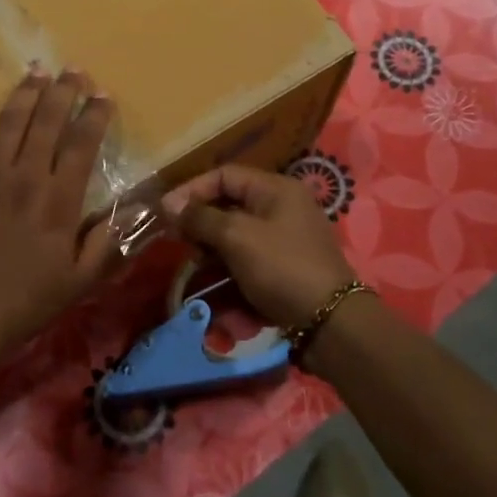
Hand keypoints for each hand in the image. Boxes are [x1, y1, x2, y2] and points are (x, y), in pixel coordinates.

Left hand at [0, 70, 120, 375]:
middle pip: (47, 122)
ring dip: (24, 95)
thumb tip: (130, 214)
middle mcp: (23, 178)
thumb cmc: (22, 307)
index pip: (82, 144)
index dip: (95, 115)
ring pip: (8, 124)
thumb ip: (105, 245)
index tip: (103, 94)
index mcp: (58, 201)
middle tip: (72, 69)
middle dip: (63, 91)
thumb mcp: (77, 284)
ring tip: (35, 72)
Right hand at [161, 166, 356, 330]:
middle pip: (230, 202)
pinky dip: (230, 263)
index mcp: (276, 189)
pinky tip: (215, 278)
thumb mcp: (237, 237)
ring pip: (237, 231)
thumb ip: (201, 217)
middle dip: (201, 220)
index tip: (166, 212)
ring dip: (213, 244)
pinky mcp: (286, 265)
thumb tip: (169, 204)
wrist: (330, 322)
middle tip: (178, 240)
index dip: (192, 189)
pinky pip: (249, 255)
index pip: (225, 174)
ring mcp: (286, 237)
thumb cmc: (282, 268)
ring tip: (196, 262)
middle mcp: (283, 206)